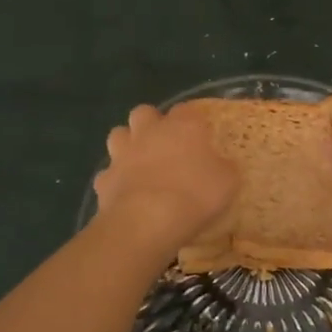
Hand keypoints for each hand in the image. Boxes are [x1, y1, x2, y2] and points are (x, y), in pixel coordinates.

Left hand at [92, 104, 237, 249]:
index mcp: (182, 126)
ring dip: (127, 144)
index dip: (192, 121)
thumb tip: (222, 165)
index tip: (199, 135)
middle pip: (144, 112)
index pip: (186, 110)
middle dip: (151, 123)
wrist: (147, 221)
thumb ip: (224, 168)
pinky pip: (107, 173)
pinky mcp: (104, 179)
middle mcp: (149, 131)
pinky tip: (125, 194)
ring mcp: (122, 153)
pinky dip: (115, 180)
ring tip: (139, 163)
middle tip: (164, 144)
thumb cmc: (194, 195)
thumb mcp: (227, 182)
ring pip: (119, 135)